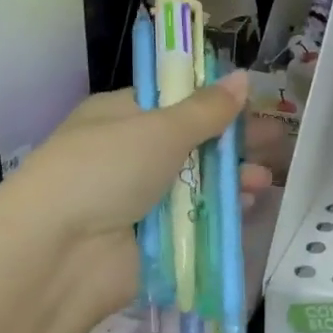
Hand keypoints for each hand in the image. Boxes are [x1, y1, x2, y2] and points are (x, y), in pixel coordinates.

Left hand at [16, 71, 257, 239]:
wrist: (58, 254)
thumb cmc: (105, 170)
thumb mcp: (159, 129)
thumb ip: (207, 109)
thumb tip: (242, 78)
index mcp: (121, 116)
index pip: (174, 100)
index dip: (214, 101)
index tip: (252, 104)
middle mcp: (131, 153)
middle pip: (193, 142)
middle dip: (233, 143)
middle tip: (275, 142)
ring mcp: (141, 198)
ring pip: (198, 182)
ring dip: (232, 178)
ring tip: (263, 179)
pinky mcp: (154, 237)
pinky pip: (195, 218)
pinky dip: (221, 211)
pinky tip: (247, 206)